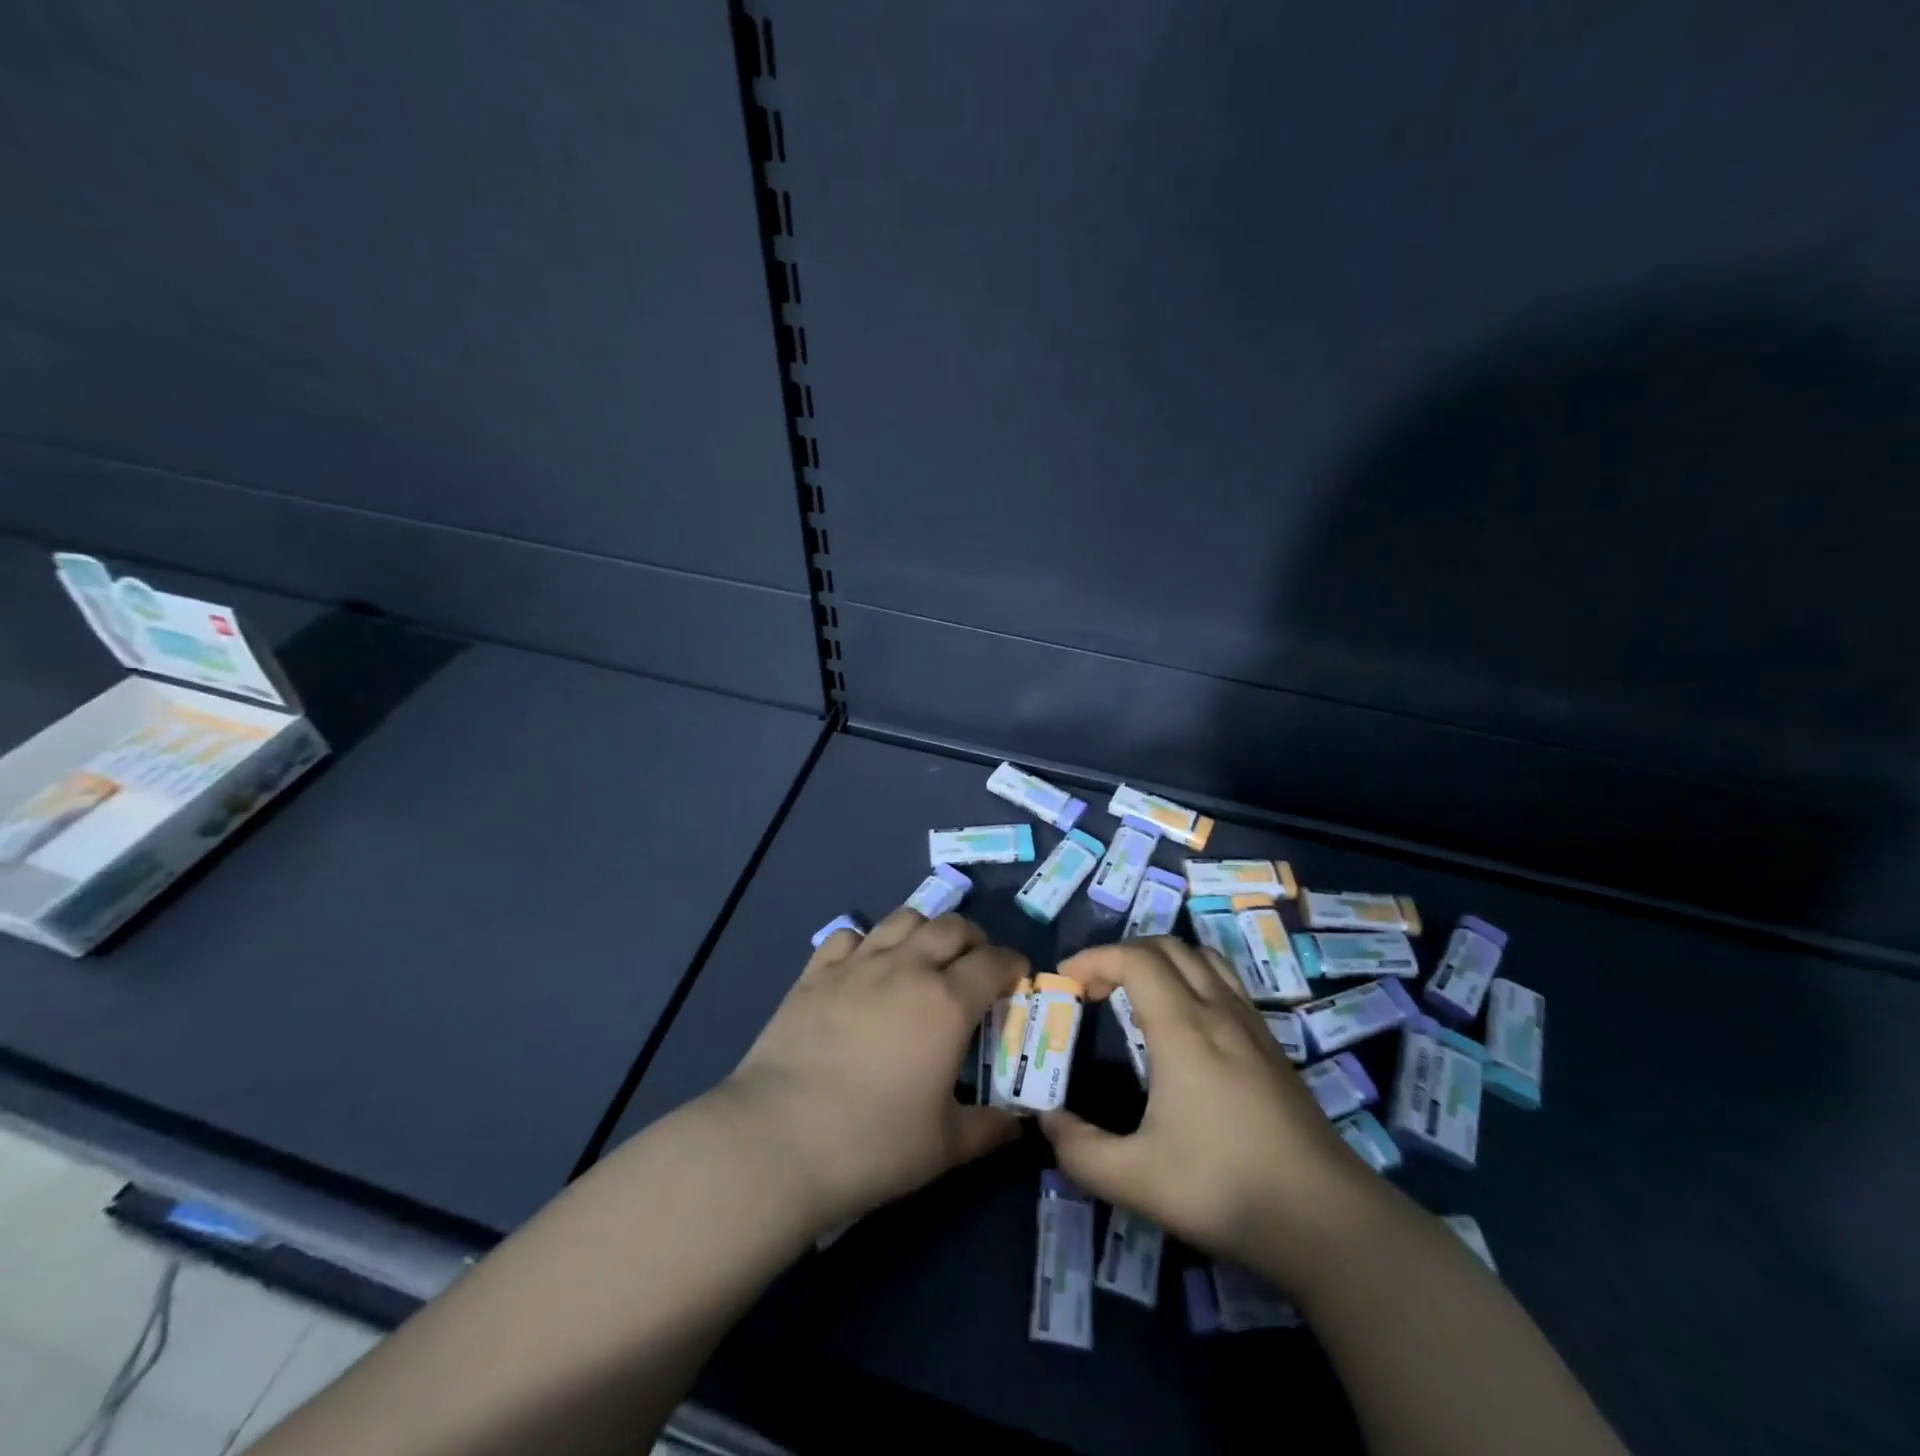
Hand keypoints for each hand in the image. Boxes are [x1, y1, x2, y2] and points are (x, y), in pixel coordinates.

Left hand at [718, 908, 1025, 1235]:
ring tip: (924, 956)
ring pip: (903, 918)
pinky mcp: (816, 972)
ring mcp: (857, 964)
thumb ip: (990, 1129)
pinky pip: (849, 935)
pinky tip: (865, 967)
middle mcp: (907, 968)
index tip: (1017, 976)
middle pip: (952, 926)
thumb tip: (1019, 1126)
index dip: (1012, 963)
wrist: (778, 1140)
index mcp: (947, 1002)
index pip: (994, 962)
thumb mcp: (944, 1147)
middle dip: (974, 939)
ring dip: (925, 929)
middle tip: (975, 965)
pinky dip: (867, 942)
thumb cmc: (872, 1144)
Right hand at [1040, 937, 1377, 1278]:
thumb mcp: (1135, 1179)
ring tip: (1136, 996)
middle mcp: (1217, 1011)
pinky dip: (1192, 979)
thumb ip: (1079, 1150)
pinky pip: (1226, 983)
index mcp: (1183, 1028)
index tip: (1066, 981)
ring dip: (1161, 961)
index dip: (1093, 957)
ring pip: (1203, 958)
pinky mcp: (1272, 1046)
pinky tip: (1186, 1024)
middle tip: (1095, 989)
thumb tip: (1048, 1120)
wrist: (1327, 1220)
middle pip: (1167, 947)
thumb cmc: (1225, 1188)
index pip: (1134, 958)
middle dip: (1121, 954)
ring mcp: (1251, 1025)